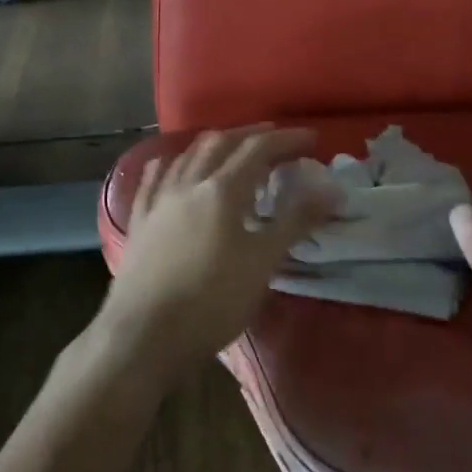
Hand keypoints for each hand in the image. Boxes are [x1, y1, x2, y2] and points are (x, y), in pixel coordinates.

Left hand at [96, 126, 333, 387]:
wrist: (145, 336)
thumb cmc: (213, 301)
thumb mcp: (263, 262)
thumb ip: (295, 221)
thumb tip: (331, 188)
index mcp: (222, 190)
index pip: (258, 149)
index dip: (287, 139)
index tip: (311, 139)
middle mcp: (188, 183)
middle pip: (221, 143)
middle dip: (251, 135)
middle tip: (276, 139)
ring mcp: (159, 200)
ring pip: (188, 155)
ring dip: (216, 144)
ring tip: (234, 149)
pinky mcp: (140, 220)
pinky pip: (155, 178)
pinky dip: (173, 163)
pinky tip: (174, 165)